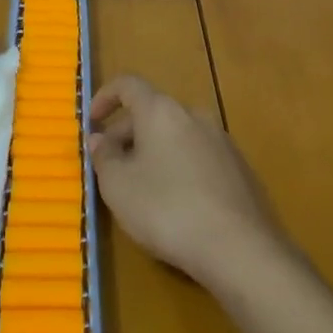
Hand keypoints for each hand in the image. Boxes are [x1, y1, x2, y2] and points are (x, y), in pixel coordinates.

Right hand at [87, 75, 286, 289]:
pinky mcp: (239, 167)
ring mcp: (221, 140)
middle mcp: (193, 114)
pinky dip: (179, 166)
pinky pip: (198, 155)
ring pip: (176, 135)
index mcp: (161, 111)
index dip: (105, 97)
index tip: (92, 121)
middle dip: (126, 134)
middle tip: (110, 167)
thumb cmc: (167, 209)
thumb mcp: (119, 187)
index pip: (128, 85)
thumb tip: (99, 138)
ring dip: (153, 151)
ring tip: (141, 187)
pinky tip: (176, 203)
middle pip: (152, 112)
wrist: (240, 247)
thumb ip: (104, 157)